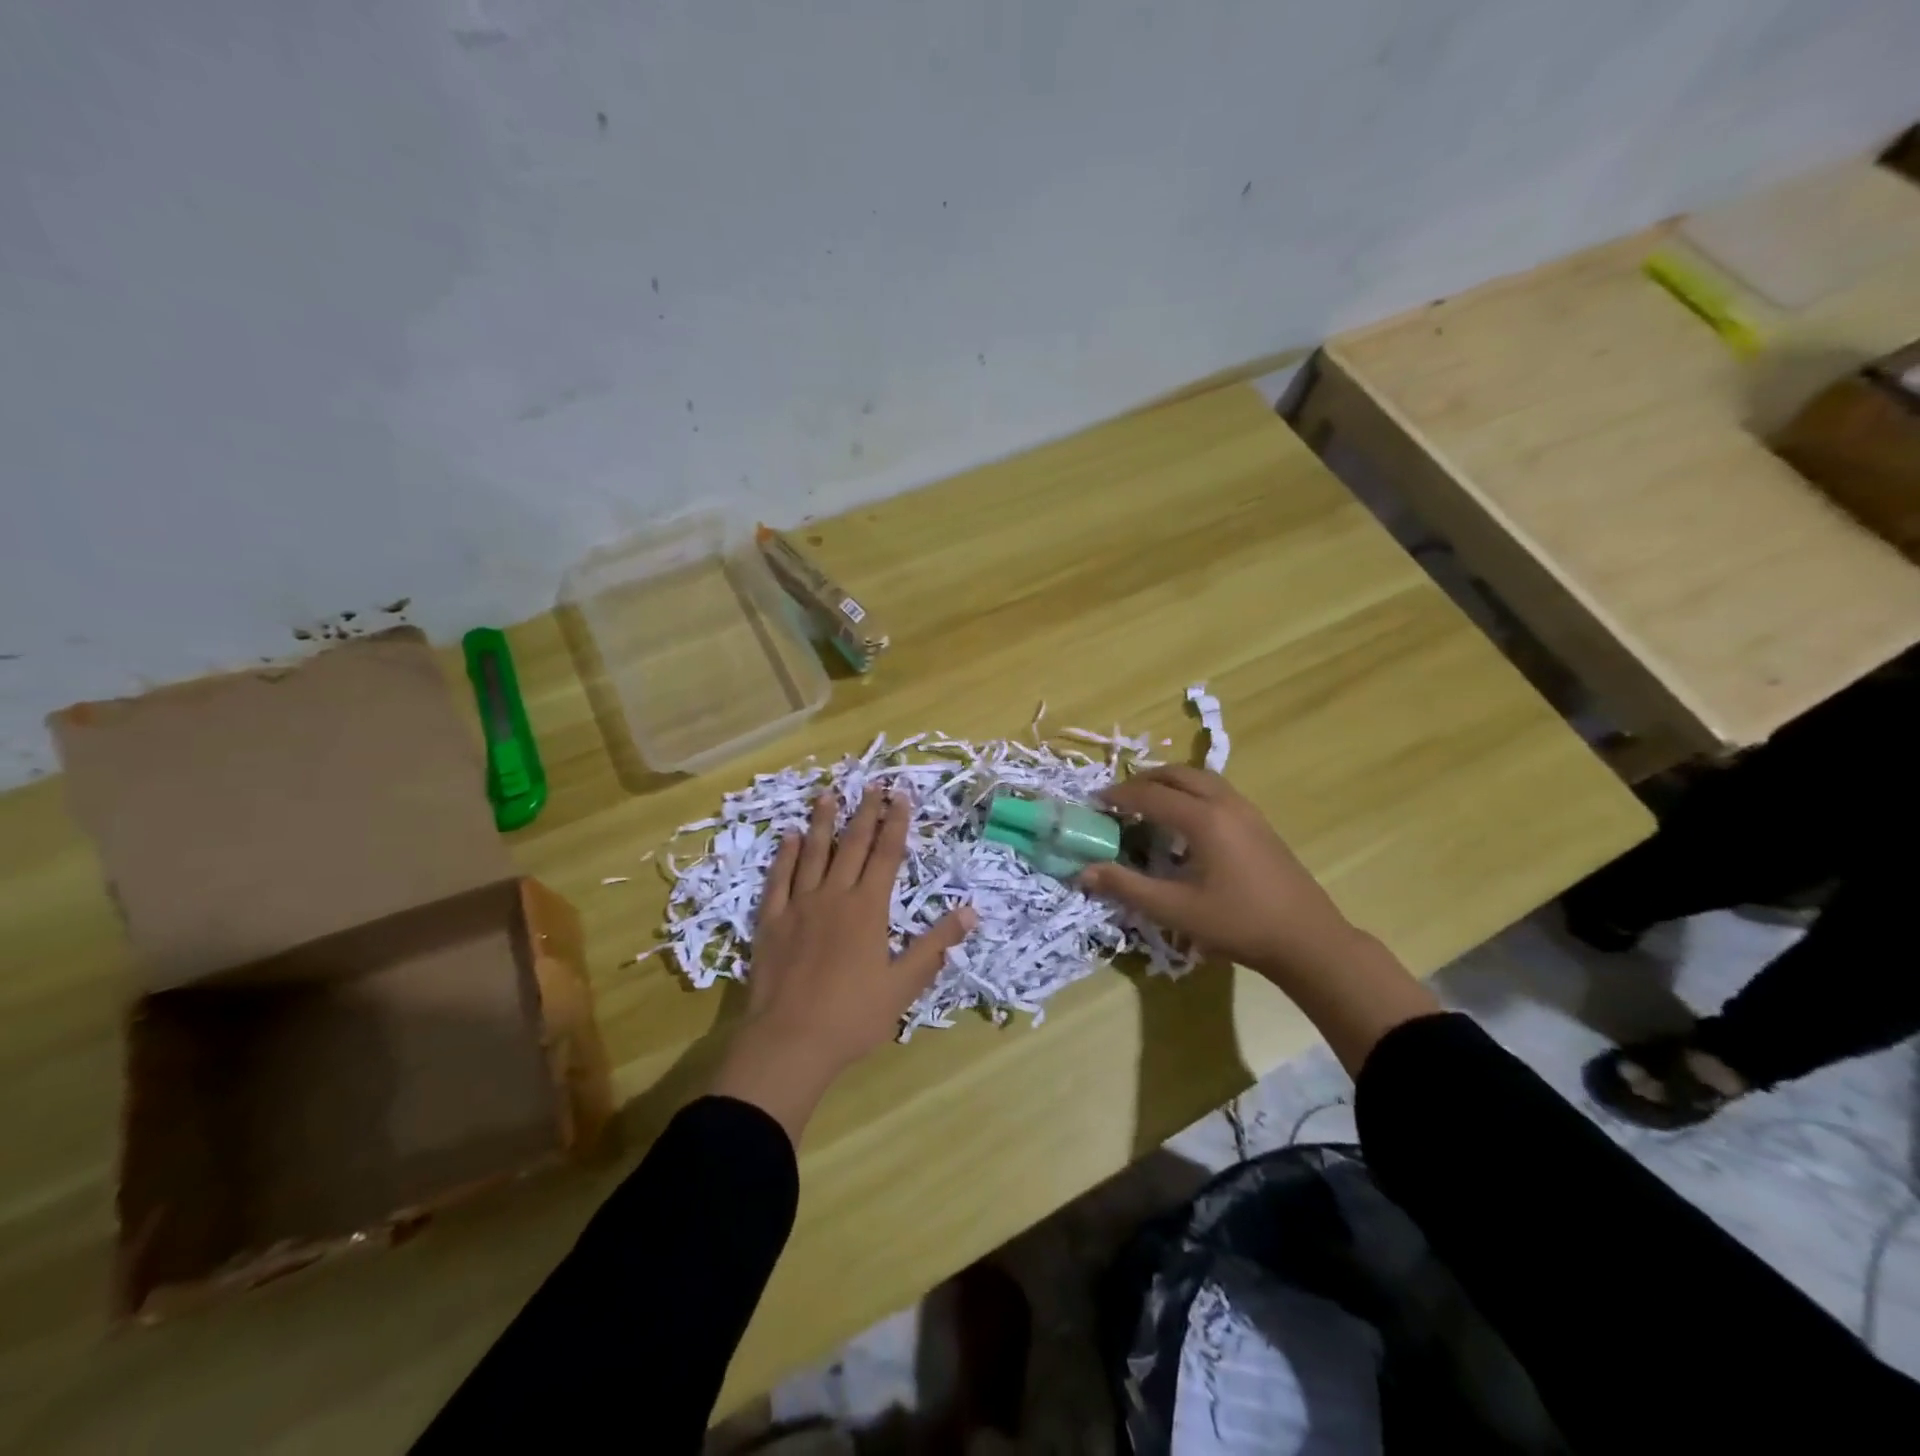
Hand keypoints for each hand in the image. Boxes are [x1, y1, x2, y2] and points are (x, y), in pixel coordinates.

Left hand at [709, 787, 976, 1140]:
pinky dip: (784, 854)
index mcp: (869, 909)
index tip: (901, 796)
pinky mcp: (771, 920)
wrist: (790, 1041)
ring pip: (813, 853)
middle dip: (864, 812)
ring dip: (822, 822)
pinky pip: (778, 878)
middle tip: (872, 784)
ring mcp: (799, 905)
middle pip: (852, 845)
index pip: (886, 855)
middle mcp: (835, 896)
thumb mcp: (903, 986)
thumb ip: (935, 946)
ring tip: (827, 794)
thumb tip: (970, 912)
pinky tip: (788, 836)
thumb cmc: (853, 1016)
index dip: (895, 824)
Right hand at [1080, 766, 1438, 1073]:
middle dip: (1143, 781)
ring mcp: (1247, 810)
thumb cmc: (1238, 923)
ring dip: (1169, 783)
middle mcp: (1225, 803)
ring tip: (1147, 803)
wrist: (1307, 938)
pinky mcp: (1259, 823)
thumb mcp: (1175, 909)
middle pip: (1177, 774)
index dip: (1118, 796)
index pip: (1149, 795)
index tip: (1093, 803)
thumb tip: (1084, 871)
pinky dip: (1190, 792)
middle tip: (1118, 799)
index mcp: (1203, 819)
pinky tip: (1184, 823)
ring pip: (1200, 778)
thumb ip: (1126, 886)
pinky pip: (1216, 791)